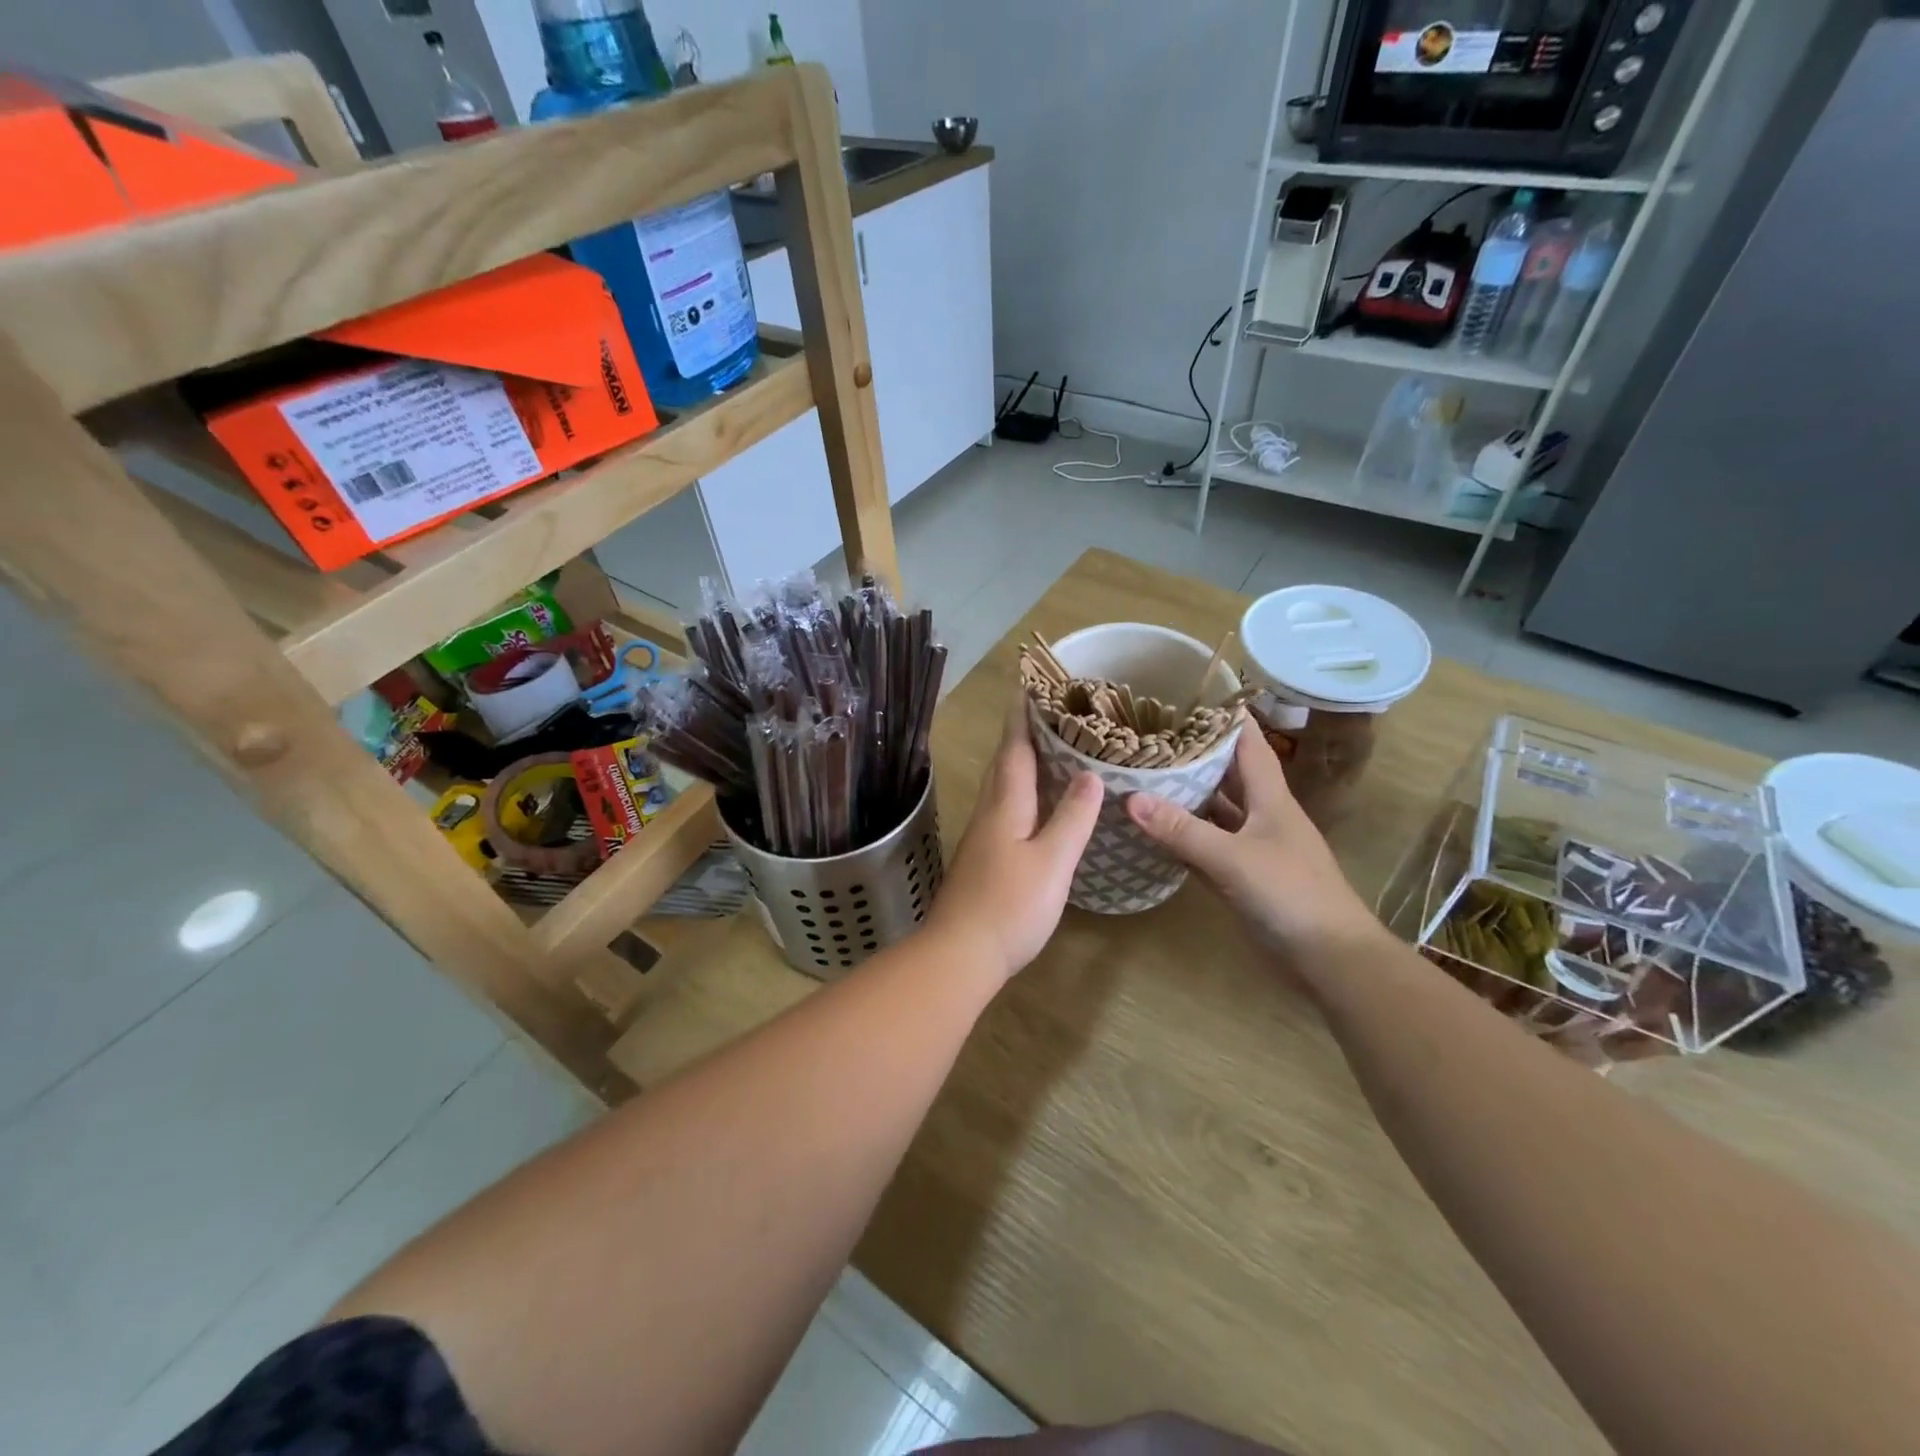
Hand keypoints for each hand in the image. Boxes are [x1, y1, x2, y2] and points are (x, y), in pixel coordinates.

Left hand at [926, 702, 1102, 983]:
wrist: (959, 954)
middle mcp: (988, 814)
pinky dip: (1017, 793)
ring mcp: (980, 838)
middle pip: (1002, 765)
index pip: (1014, 751)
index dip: (1022, 719)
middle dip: (1018, 735)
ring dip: (1016, 763)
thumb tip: (1090, 775)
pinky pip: (1001, 809)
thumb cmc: (1010, 906)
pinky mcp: (980, 859)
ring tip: (1042, 750)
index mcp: (1005, 806)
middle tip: (1042, 713)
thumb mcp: (1052, 861)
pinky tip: (1031, 805)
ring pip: (999, 788)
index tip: (1028, 686)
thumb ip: (1072, 818)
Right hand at [1125, 729, 1378, 973]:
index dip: (1223, 718)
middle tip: (1148, 737)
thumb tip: (1130, 797)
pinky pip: (1207, 847)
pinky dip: (1183, 837)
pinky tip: (1154, 830)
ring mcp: (1252, 848)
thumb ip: (1183, 830)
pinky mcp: (1243, 878)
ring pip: (1214, 811)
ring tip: (1142, 776)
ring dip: (1185, 796)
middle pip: (1226, 775)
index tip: (1187, 696)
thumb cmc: (1292, 896)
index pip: (1247, 744)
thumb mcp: (1234, 859)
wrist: (1331, 960)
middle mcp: (1261, 816)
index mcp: (1270, 799)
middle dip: (1193, 754)